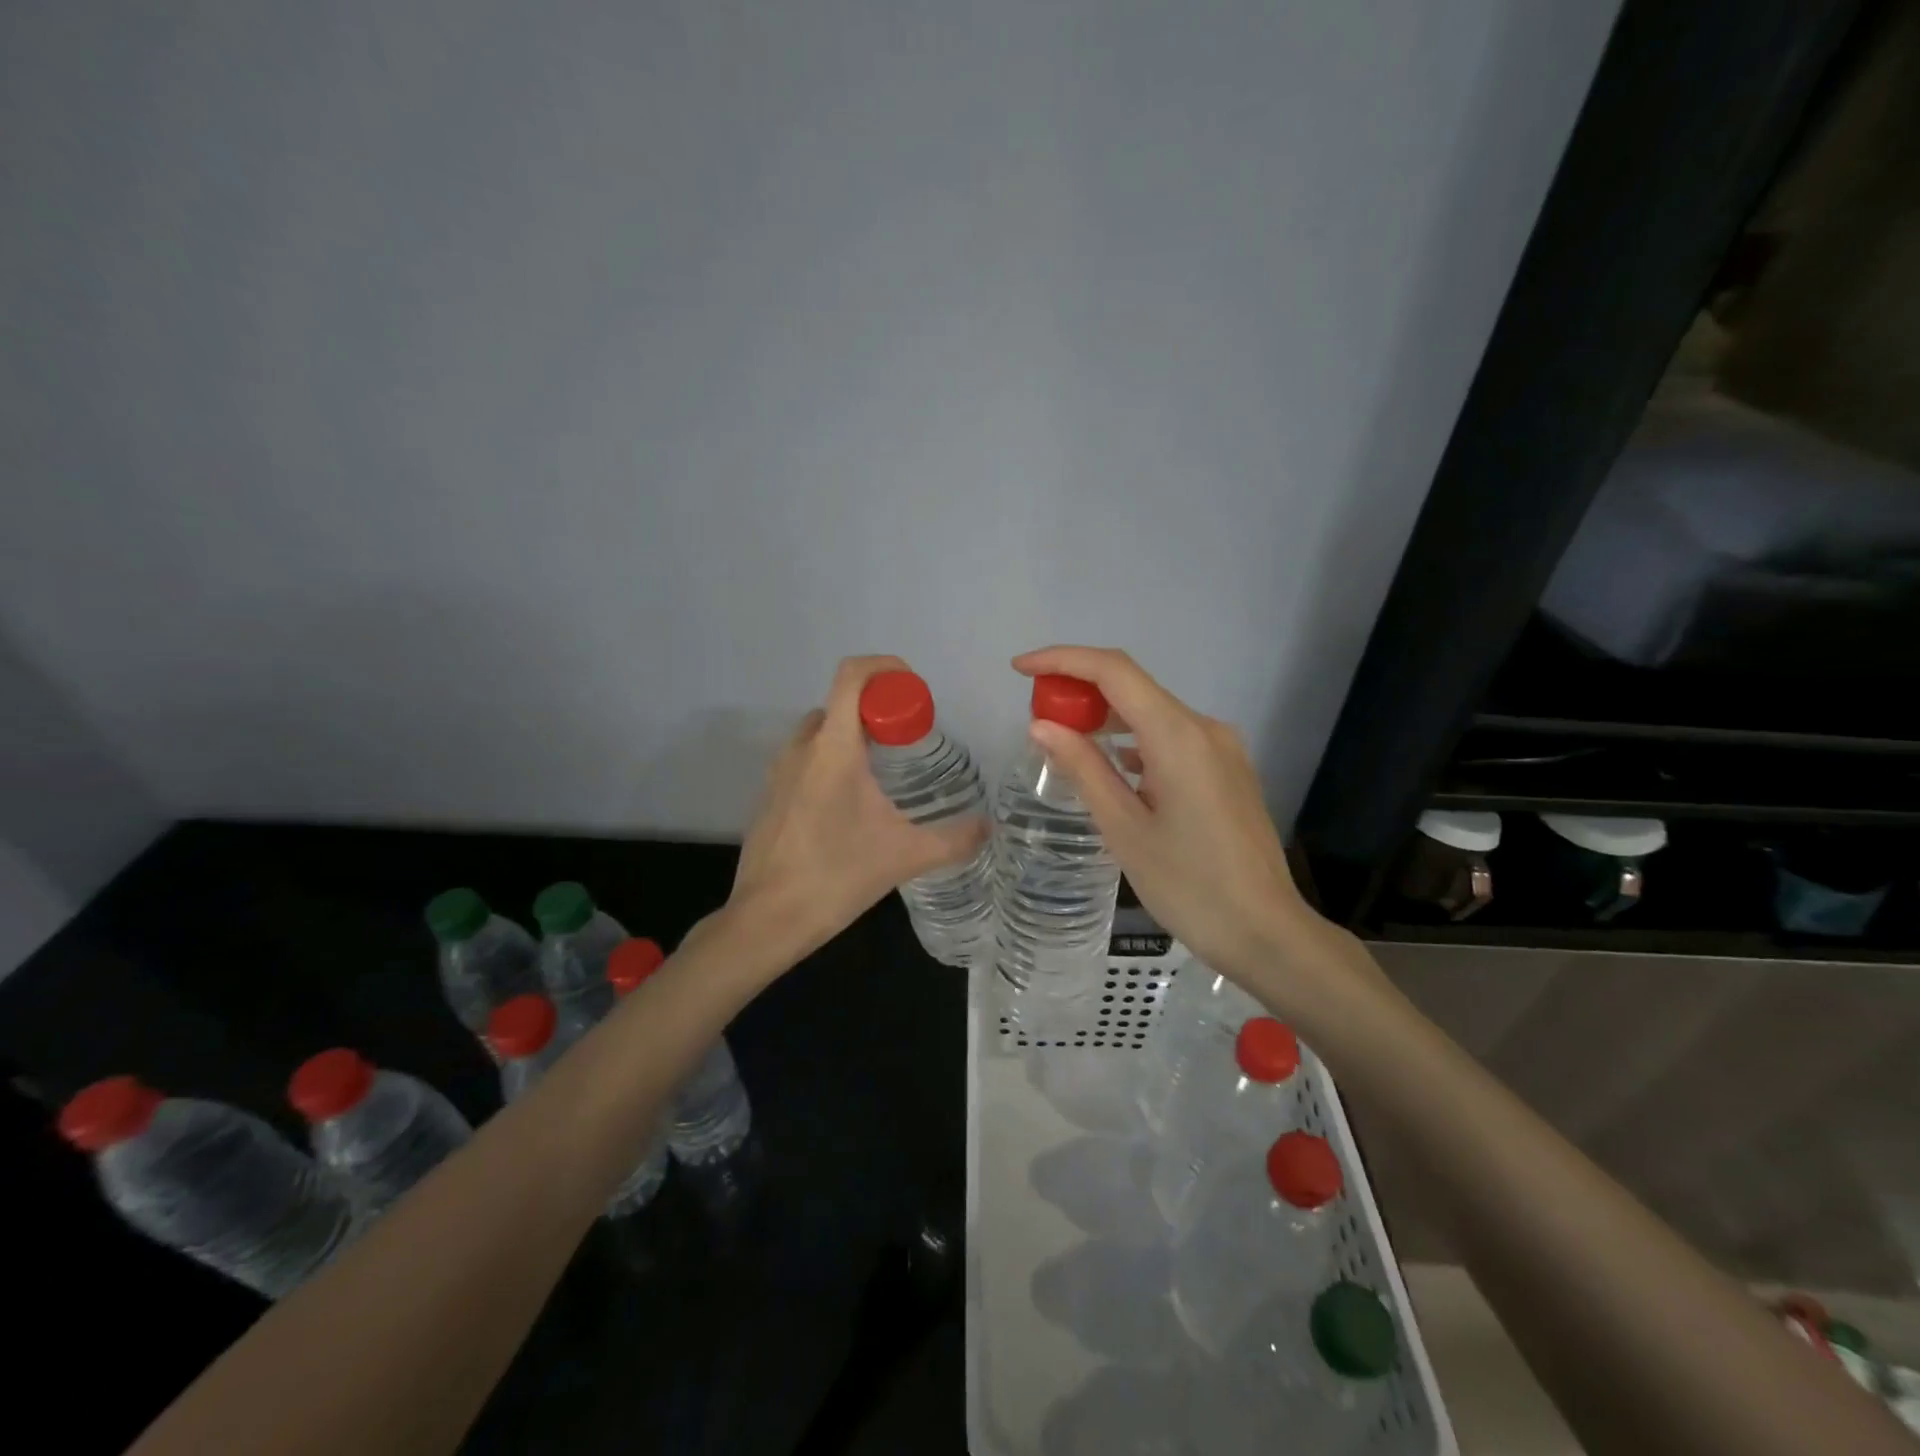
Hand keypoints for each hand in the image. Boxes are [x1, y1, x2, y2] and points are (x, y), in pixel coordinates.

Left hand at [728, 655, 988, 956]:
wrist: (767, 919)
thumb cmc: (837, 877)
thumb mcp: (905, 857)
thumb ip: (954, 839)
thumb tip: (989, 828)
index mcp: (833, 748)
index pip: (852, 676)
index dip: (885, 667)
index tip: (913, 689)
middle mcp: (801, 748)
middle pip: (840, 703)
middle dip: (876, 709)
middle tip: (907, 739)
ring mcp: (779, 771)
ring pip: (820, 731)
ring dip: (852, 735)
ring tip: (883, 773)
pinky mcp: (770, 795)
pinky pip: (805, 758)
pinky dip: (831, 760)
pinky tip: (851, 805)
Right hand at [1012, 646, 1334, 1008]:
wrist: (1267, 933)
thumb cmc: (1189, 886)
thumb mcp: (1124, 828)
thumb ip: (1082, 768)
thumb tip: (1042, 725)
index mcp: (1178, 736)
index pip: (1113, 671)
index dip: (1062, 660)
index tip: (1019, 668)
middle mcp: (1205, 728)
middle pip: (1133, 688)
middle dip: (1080, 691)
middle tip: (1037, 718)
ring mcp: (1222, 749)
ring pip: (1153, 713)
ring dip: (1107, 718)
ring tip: (1066, 743)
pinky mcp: (1228, 770)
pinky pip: (1173, 739)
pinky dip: (1135, 741)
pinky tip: (1114, 768)